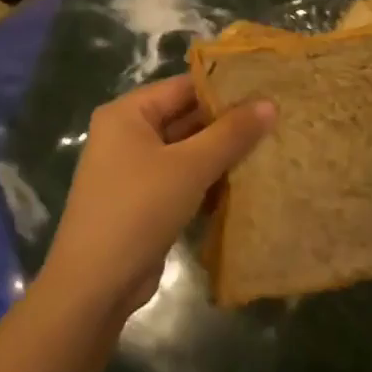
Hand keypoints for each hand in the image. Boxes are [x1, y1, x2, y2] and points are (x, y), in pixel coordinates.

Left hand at [40, 75, 274, 324]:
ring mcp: (133, 170)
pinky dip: (207, 181)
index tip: (267, 90)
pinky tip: (243, 185)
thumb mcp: (190, 167)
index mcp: (127, 114)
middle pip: (184, 118)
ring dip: (220, 155)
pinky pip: (181, 179)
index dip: (224, 88)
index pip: (183, 87)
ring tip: (269, 149)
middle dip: (226, 124)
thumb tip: (270, 104)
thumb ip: (231, 134)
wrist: (95, 284)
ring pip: (185, 151)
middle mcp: (126, 135)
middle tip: (276, 121)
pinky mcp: (142, 201)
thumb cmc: (139, 209)